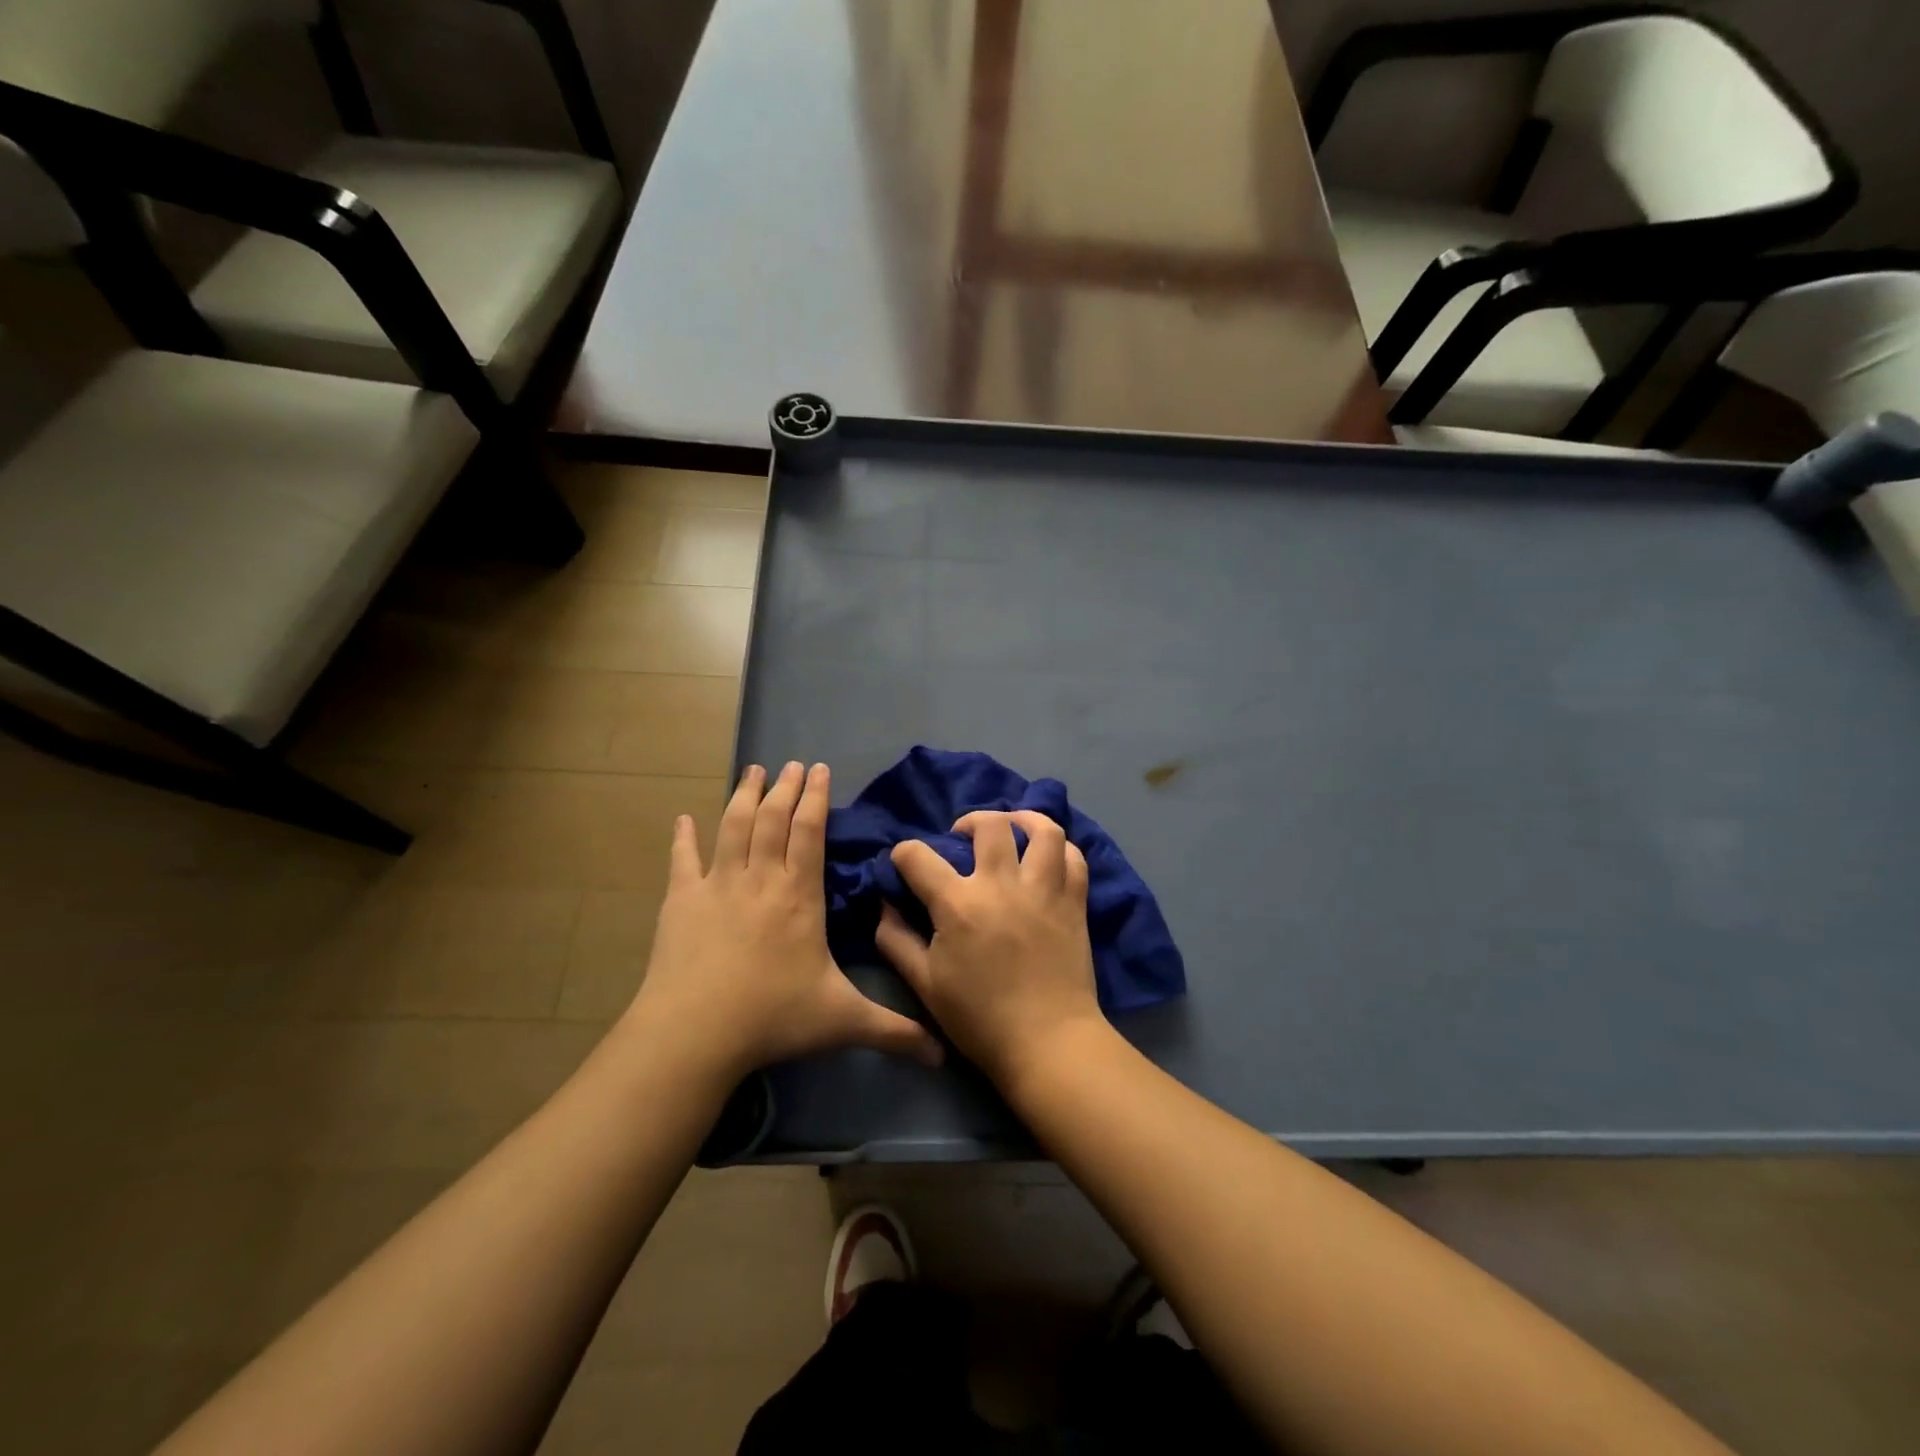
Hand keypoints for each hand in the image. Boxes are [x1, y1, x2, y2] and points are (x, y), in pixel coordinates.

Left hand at [627, 762, 943, 1079]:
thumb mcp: (842, 1022)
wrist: (695, 1033)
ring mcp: (717, 886)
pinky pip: (683, 860)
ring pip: (733, 827)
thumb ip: (894, 1031)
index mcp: (799, 896)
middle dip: (785, 787)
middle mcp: (760, 880)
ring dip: (743, 795)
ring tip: (752, 770)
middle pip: (773, 819)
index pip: (810, 833)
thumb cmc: (773, 1018)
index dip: (815, 799)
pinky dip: (683, 837)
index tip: (819, 769)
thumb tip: (944, 1055)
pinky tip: (683, 819)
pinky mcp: (681, 901)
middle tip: (792, 763)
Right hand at [876, 810, 1107, 1089]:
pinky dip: (1061, 849)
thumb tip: (885, 904)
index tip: (904, 864)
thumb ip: (896, 939)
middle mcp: (1001, 884)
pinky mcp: (1074, 902)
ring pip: (1042, 830)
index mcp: (958, 903)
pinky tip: (1047, 857)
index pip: (918, 855)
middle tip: (963, 837)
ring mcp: (1044, 889)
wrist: (1047, 1042)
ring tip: (1012, 829)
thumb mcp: (923, 984)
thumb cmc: (979, 1018)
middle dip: (969, 822)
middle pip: (989, 825)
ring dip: (1023, 820)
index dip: (903, 854)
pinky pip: (1074, 858)